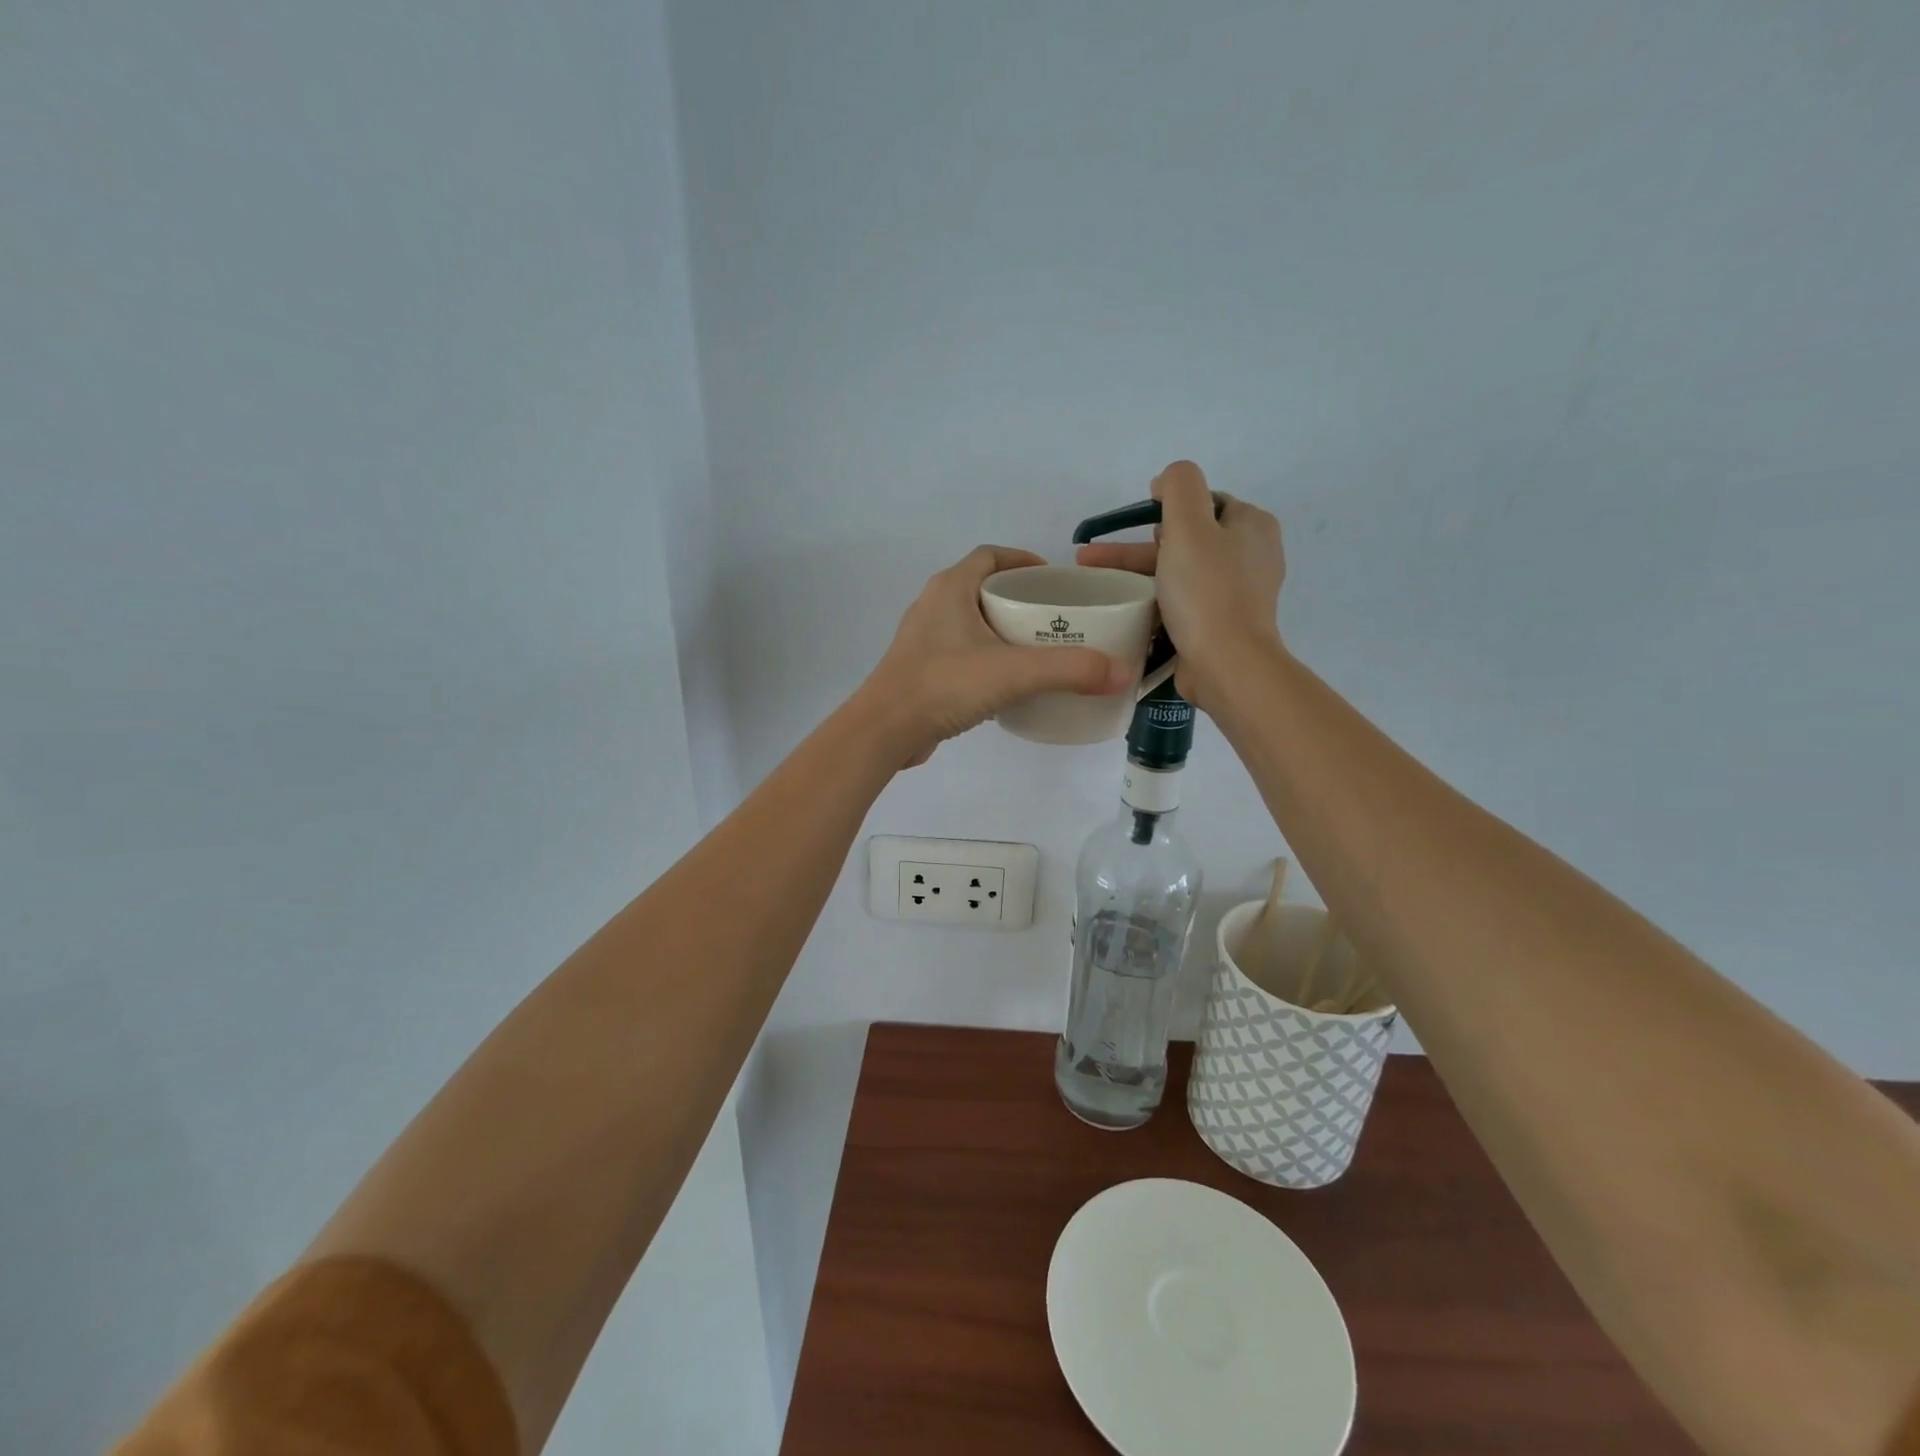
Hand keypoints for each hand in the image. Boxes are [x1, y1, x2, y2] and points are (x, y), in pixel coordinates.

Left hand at [857, 546, 1132, 767]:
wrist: (884, 731)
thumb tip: (1122, 672)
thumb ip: (1070, 670)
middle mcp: (932, 606)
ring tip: (1037, 649)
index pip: (990, 556)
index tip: (1052, 579)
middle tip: (1054, 618)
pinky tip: (1007, 682)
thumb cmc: (944, 685)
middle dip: (1019, 598)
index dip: (1023, 559)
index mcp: (950, 588)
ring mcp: (922, 640)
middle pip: (982, 588)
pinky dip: (986, 657)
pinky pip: (960, 652)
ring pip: (970, 622)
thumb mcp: (1014, 672)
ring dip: (1001, 629)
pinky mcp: (920, 671)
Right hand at [1075, 461, 1284, 709]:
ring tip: (1093, 583)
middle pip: (1185, 539)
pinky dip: (1152, 601)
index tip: (1135, 523)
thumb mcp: (1189, 525)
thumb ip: (1179, 486)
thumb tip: (1167, 480)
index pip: (1204, 502)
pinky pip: (1181, 603)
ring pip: (1178, 573)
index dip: (1167, 507)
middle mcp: (1250, 556)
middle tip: (1093, 557)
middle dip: (1136, 547)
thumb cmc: (1206, 592)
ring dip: (1136, 574)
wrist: (1226, 665)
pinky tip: (1124, 608)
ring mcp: (1236, 593)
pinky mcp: (1220, 624)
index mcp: (1252, 526)